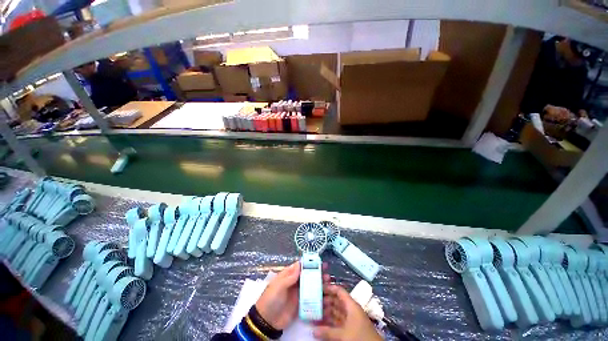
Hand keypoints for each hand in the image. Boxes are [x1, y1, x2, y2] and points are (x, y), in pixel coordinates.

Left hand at [255, 261, 329, 329]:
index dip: (309, 262)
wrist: (267, 321)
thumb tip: (299, 264)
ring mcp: (298, 292)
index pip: (300, 266)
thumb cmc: (271, 299)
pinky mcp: (301, 303)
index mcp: (288, 275)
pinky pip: (310, 296)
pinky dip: (317, 294)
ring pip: (310, 284)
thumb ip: (289, 276)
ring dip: (319, 281)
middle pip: (307, 274)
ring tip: (328, 280)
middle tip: (326, 269)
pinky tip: (325, 293)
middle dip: (316, 271)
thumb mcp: (278, 286)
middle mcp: (294, 282)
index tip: (319, 261)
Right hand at [314, 284, 381, 340]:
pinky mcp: (350, 328)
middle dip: (325, 301)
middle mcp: (351, 309)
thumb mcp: (343, 334)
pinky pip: (338, 321)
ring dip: (327, 312)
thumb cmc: (360, 337)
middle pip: (336, 301)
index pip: (339, 291)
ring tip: (315, 312)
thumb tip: (312, 330)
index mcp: (351, 305)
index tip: (318, 288)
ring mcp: (351, 319)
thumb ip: (328, 332)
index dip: (329, 288)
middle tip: (313, 301)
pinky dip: (330, 322)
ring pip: (336, 312)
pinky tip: (322, 323)